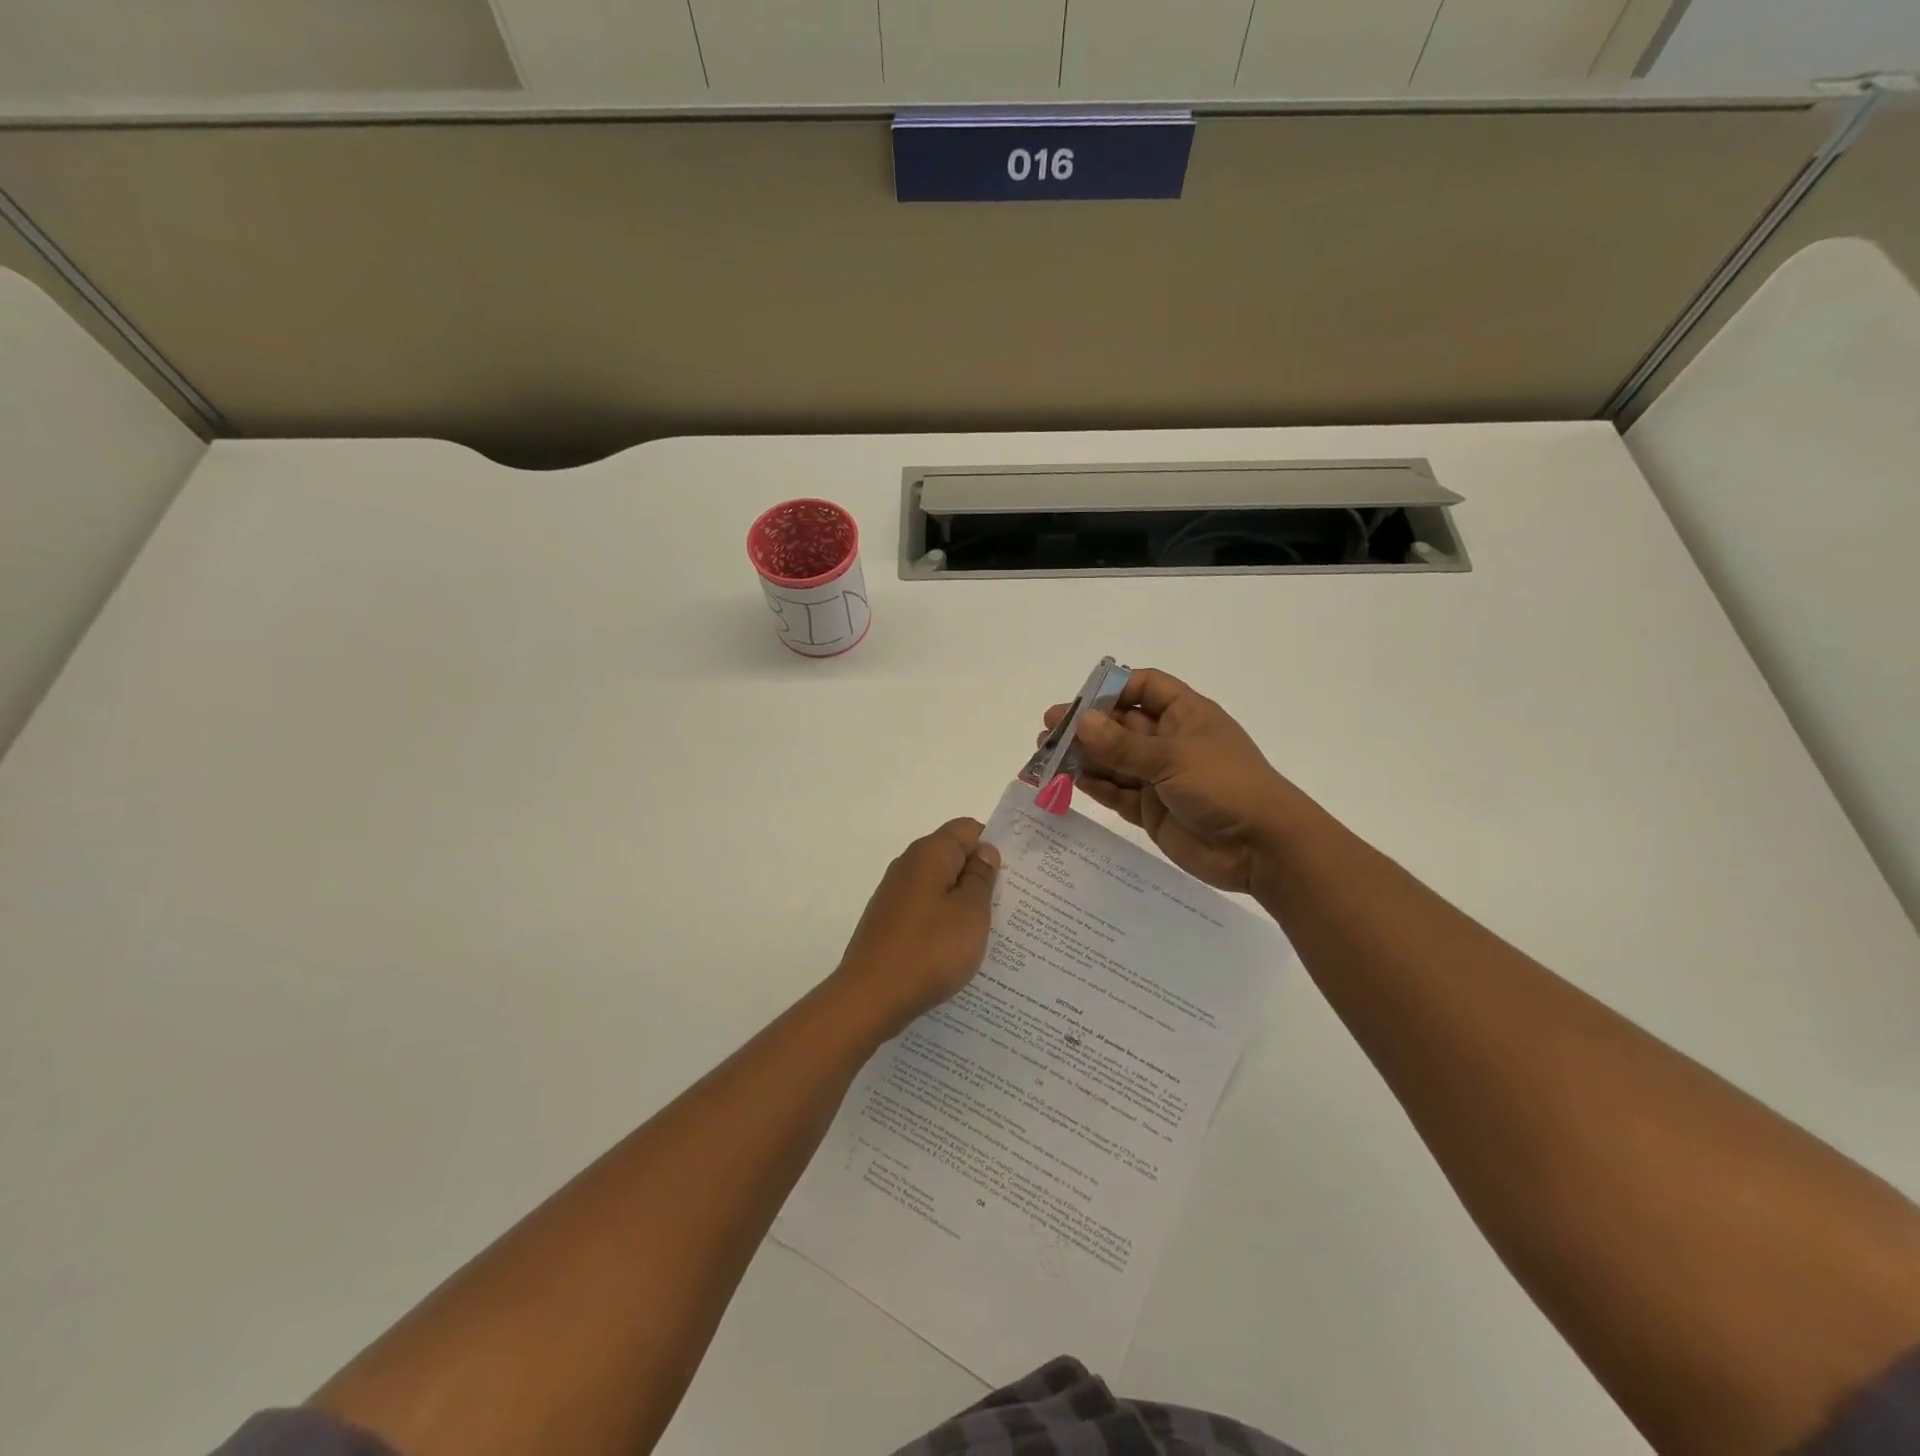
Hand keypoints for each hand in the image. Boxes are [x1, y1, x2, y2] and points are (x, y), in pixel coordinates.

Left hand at [833, 818, 1000, 1036]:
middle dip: (981, 876)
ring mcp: (895, 896)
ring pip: (939, 887)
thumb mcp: (970, 913)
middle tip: (1011, 904)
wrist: (870, 998)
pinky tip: (958, 949)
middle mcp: (908, 866)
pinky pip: (926, 911)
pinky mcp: (889, 923)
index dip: (993, 845)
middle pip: (952, 856)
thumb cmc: (929, 951)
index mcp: (929, 854)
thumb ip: (981, 877)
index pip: (968, 829)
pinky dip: (944, 923)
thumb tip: (984, 852)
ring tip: (991, 931)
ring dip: (963, 903)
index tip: (1015, 874)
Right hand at [1042, 668, 1313, 896]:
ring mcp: (1159, 777)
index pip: (1144, 688)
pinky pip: (1116, 792)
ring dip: (1082, 758)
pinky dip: (1093, 786)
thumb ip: (1122, 745)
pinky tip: (1066, 781)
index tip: (1080, 702)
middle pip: (1120, 726)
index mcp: (1185, 715)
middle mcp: (1170, 741)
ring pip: (1113, 761)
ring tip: (1044, 757)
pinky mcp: (1151, 810)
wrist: (1262, 848)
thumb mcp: (1172, 758)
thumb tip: (1080, 722)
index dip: (1112, 689)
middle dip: (1085, 727)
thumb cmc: (1225, 785)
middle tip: (1047, 732)